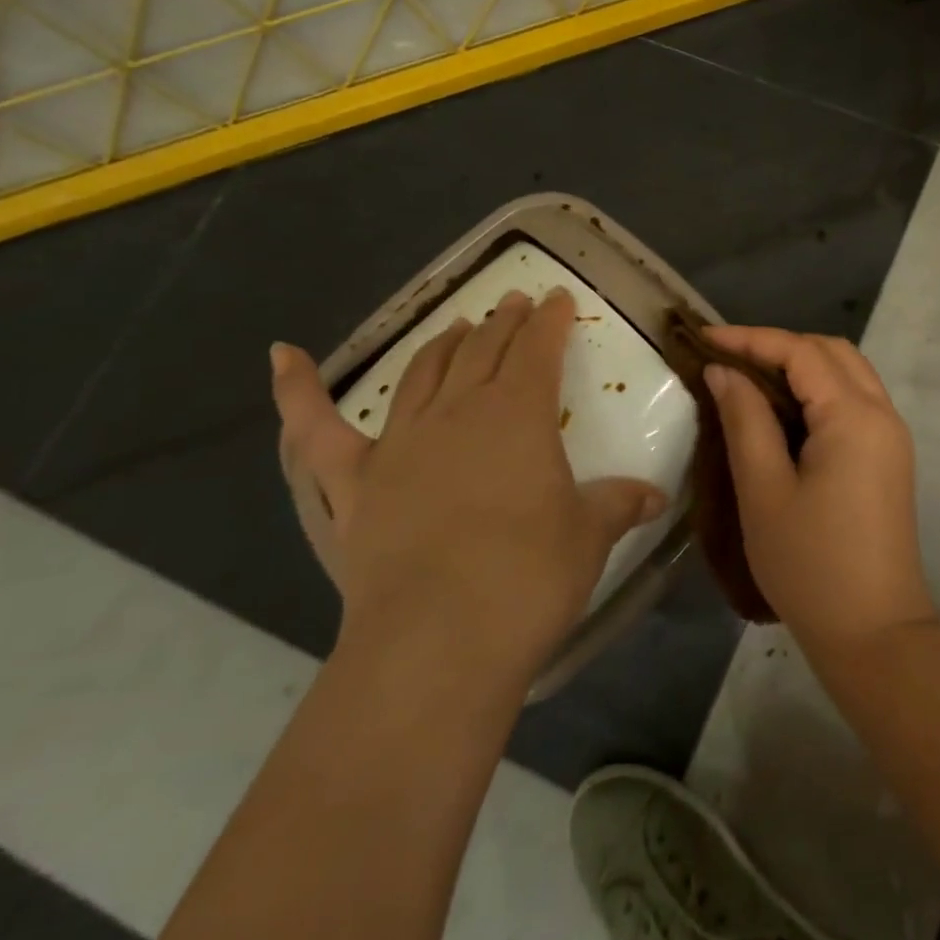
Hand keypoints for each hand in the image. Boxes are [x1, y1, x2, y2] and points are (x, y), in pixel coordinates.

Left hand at [271, 288, 666, 687]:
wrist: (439, 641)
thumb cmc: (529, 577)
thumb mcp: (590, 536)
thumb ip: (620, 504)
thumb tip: (657, 496)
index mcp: (518, 413)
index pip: (538, 348)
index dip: (550, 319)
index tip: (557, 299)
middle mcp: (458, 412)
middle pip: (483, 350)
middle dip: (504, 322)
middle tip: (516, 303)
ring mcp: (399, 444)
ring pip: (423, 373)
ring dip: (444, 344)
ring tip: (459, 326)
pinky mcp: (353, 485)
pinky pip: (316, 431)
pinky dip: (297, 391)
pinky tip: (282, 356)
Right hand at [703, 326, 933, 656]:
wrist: (875, 633)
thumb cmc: (811, 565)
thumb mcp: (764, 491)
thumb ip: (745, 420)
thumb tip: (723, 371)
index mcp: (854, 416)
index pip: (801, 352)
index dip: (751, 338)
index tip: (704, 339)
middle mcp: (882, 413)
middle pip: (831, 352)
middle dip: (778, 345)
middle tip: (727, 357)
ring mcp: (891, 436)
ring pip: (847, 373)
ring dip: (801, 365)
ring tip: (750, 377)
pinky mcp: (889, 458)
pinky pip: (855, 400)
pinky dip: (819, 390)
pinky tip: (784, 409)